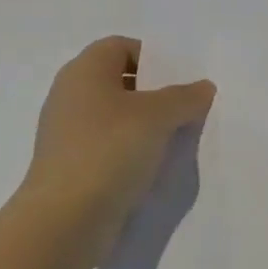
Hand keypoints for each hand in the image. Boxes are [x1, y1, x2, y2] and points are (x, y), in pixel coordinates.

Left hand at [20, 36, 215, 259]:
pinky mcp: (70, 167)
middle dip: (154, 94)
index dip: (153, 57)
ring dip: (145, 127)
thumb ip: (185, 97)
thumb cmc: (109, 150)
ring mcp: (67, 134)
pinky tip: (152, 169)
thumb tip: (203, 87)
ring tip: (176, 141)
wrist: (64, 222)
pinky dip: (129, 153)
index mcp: (84, 70)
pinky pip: (107, 148)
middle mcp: (70, 95)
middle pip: (120, 82)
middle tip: (186, 109)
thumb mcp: (158, 116)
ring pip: (115, 118)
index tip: (180, 80)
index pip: (122, 46)